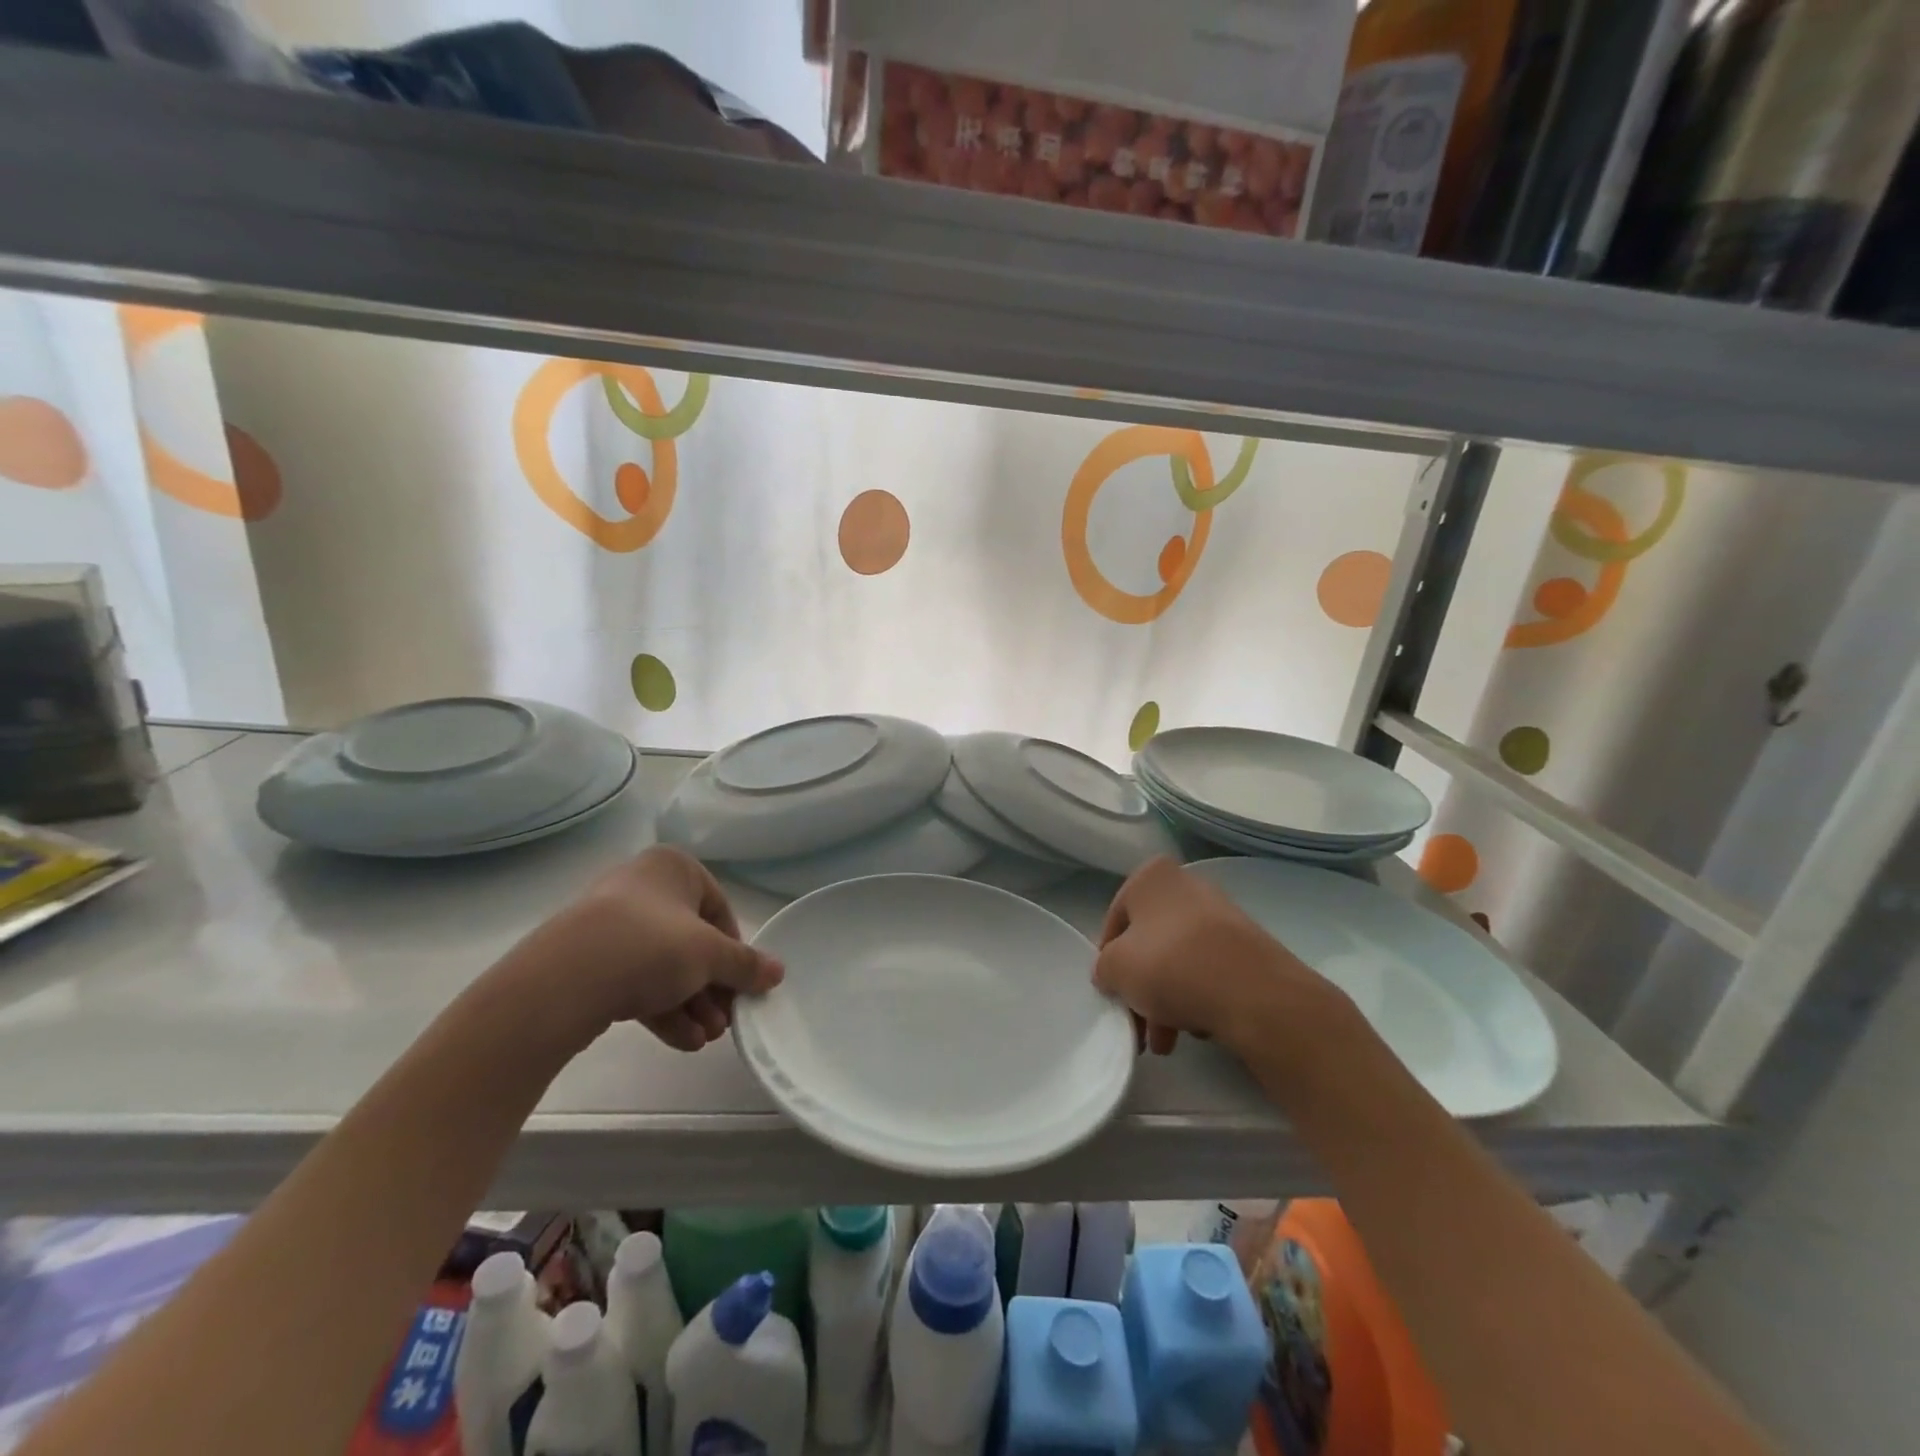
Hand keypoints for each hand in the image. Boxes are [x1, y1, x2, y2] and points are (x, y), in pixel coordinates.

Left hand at [508, 846, 783, 1051]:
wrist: (561, 983)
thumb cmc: (650, 946)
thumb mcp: (711, 955)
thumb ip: (746, 964)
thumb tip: (778, 972)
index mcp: (672, 868)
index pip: (719, 910)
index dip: (735, 951)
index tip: (743, 985)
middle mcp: (641, 887)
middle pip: (692, 942)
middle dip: (712, 987)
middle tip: (725, 1022)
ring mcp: (610, 924)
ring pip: (664, 965)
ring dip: (691, 1004)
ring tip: (706, 1039)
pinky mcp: (589, 961)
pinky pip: (635, 980)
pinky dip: (662, 1008)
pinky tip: (682, 1040)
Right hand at [1094, 857, 1345, 1056]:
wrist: (1254, 993)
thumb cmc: (1170, 965)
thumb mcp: (1114, 968)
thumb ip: (1104, 968)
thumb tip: (1113, 974)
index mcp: (1152, 876)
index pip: (1115, 921)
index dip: (1108, 961)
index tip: (1112, 993)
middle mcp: (1188, 885)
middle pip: (1149, 942)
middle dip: (1141, 988)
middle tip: (1139, 1028)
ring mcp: (1222, 915)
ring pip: (1179, 959)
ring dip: (1166, 1000)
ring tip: (1167, 1043)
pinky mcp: (1249, 946)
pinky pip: (1210, 971)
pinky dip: (1198, 996)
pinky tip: (1198, 1027)